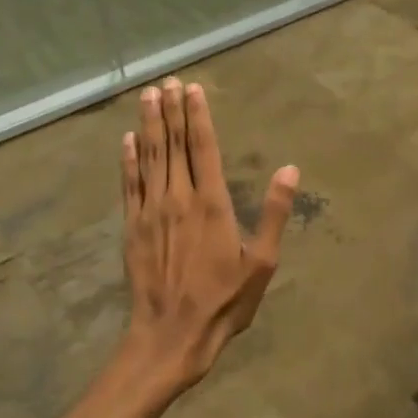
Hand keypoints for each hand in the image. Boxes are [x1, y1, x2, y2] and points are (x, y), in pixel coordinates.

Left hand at [120, 77, 298, 395]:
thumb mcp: (262, 263)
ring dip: (148, 125)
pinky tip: (126, 140)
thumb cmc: (224, 301)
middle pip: (173, 145)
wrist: (171, 336)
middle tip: (168, 82)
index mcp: (212, 204)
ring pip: (149, 157)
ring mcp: (151, 211)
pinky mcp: (132, 227)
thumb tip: (290, 169)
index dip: (198, 116)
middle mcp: (178, 198)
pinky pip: (129, 185)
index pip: (204, 148)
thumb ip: (274, 213)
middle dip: (171, 111)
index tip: (193, 89)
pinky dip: (128, 160)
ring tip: (147, 96)